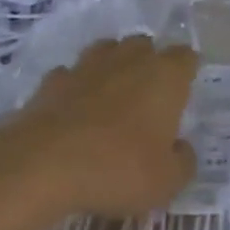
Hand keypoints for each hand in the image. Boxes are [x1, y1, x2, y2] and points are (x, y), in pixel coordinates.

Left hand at [0, 37, 199, 218]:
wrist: (42, 165)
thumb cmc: (117, 169)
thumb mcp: (167, 183)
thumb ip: (183, 162)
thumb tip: (181, 148)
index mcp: (165, 76)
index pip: (185, 57)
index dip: (186, 72)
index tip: (184, 93)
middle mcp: (130, 59)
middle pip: (145, 46)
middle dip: (149, 63)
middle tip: (147, 97)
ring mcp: (88, 65)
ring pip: (107, 51)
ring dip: (112, 67)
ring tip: (111, 97)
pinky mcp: (52, 80)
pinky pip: (71, 74)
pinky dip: (75, 87)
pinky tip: (73, 111)